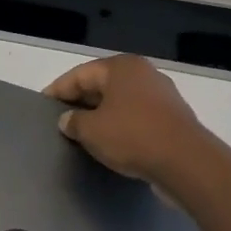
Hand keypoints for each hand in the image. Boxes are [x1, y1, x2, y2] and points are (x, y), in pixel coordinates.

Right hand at [44, 54, 221, 188]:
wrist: (187, 163)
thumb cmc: (132, 136)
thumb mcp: (91, 130)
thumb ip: (73, 122)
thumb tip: (68, 120)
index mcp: (121, 67)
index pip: (79, 75)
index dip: (58, 90)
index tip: (43, 105)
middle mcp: (143, 74)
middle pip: (101, 85)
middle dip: (80, 101)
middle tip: (61, 119)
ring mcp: (161, 95)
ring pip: (120, 101)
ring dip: (101, 115)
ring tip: (83, 132)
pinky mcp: (172, 118)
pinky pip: (136, 116)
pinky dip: (120, 125)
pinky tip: (110, 141)